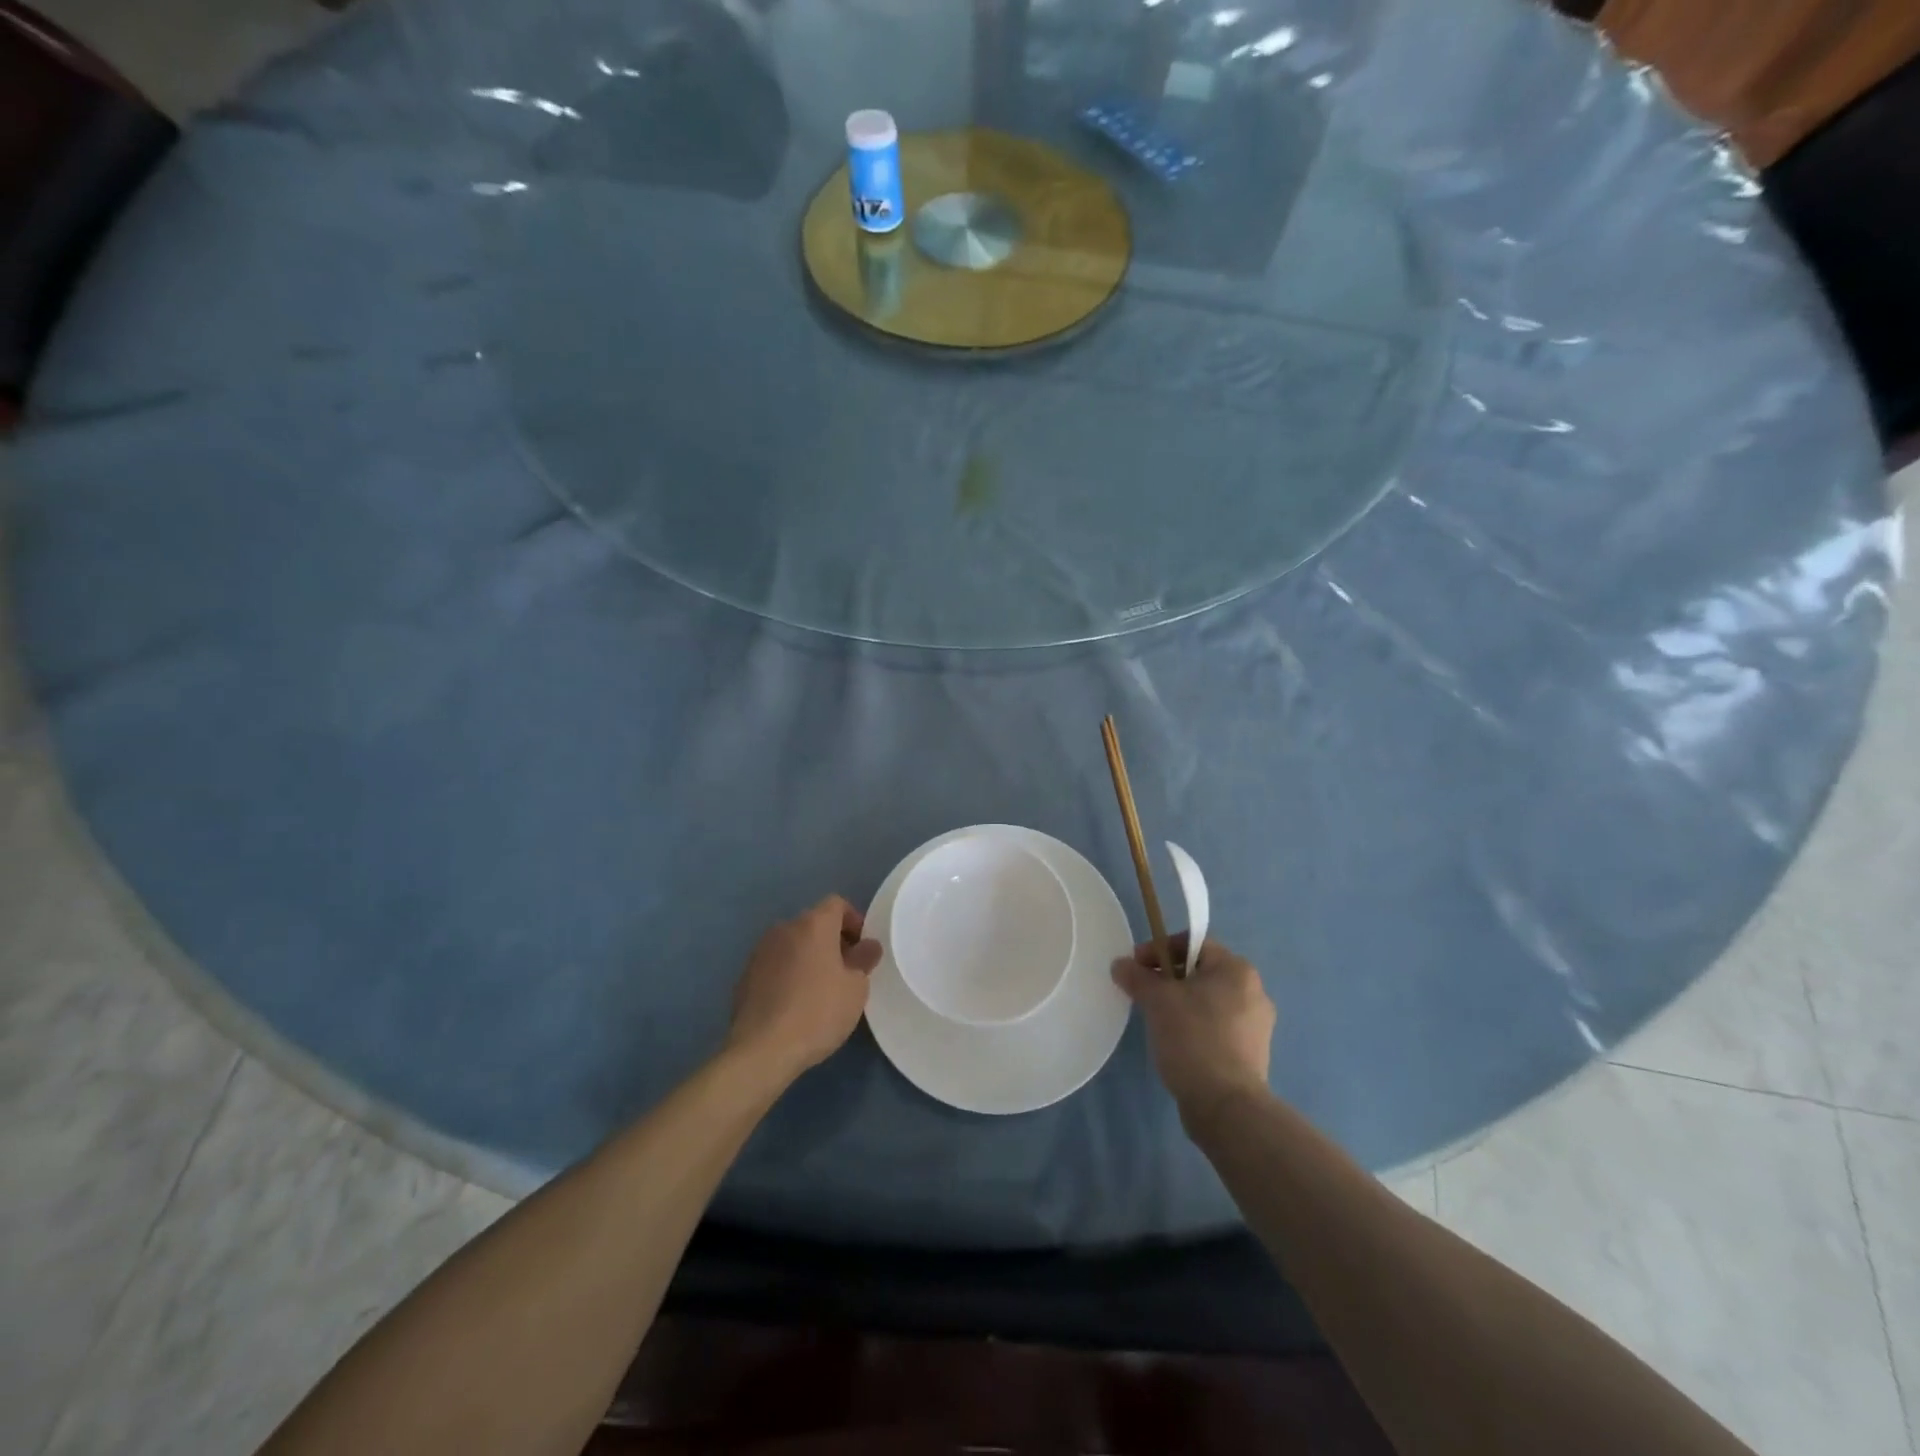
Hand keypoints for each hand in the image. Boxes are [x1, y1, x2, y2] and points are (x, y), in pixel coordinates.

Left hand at [726, 896, 882, 1081]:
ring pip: (792, 944)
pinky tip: (794, 1004)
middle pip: (813, 923)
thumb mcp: (856, 988)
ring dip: (809, 957)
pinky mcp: (745, 976)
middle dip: (832, 941)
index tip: (862, 948)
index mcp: (813, 924)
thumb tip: (867, 946)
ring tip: (820, 989)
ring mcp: (760, 951)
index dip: (854, 920)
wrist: (762, 1050)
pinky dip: (788, 974)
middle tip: (846, 971)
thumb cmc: (818, 1012)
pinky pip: (775, 965)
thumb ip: (864, 959)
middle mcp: (784, 929)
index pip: (836, 904)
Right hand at [1112, 934, 1275, 1119]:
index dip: (1160, 949)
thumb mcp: (1157, 1000)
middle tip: (1142, 992)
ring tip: (1156, 1019)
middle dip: (1168, 978)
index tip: (1136, 967)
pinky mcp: (1252, 1053)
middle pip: (1201, 971)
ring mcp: (1256, 1025)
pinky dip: (1195, 1026)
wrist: (1227, 1106)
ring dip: (1180, 1003)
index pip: (1193, 943)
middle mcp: (1254, 991)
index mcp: (1236, 970)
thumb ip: (1137, 976)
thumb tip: (1120, 965)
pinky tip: (1176, 1043)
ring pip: (1209, 1000)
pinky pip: (1217, 1026)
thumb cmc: (1193, 1039)